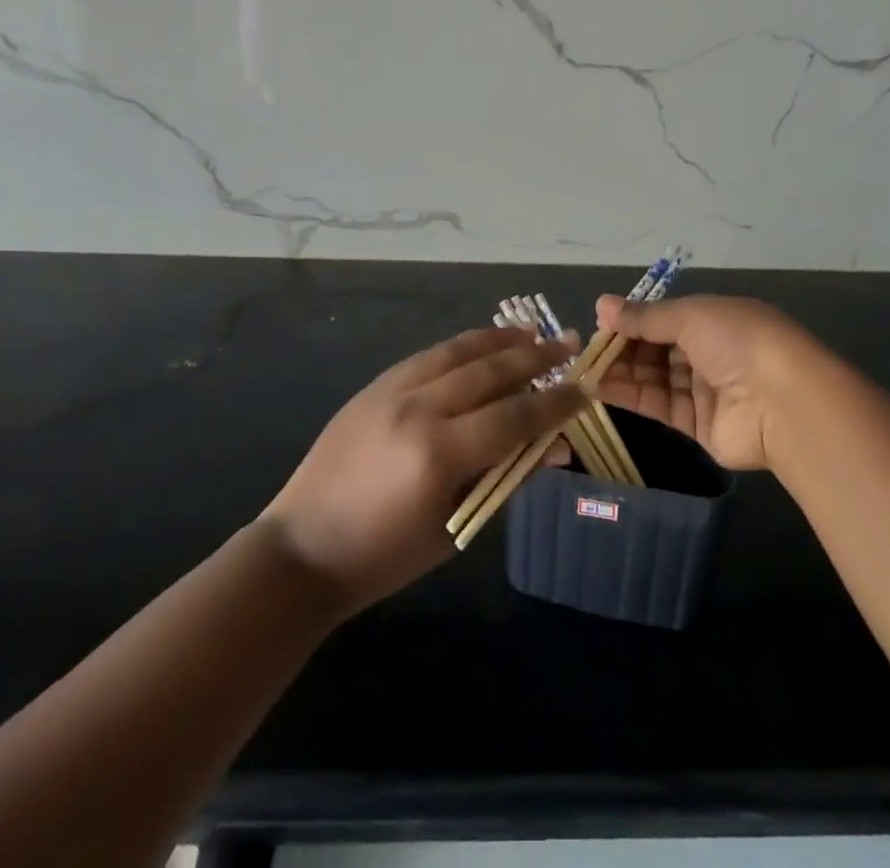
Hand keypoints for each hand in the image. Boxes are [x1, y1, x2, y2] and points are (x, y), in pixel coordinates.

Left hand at [261, 328, 585, 612]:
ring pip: (458, 351)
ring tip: (532, 333)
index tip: (586, 389)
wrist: (303, 547)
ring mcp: (392, 390)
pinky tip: (482, 344)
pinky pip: (430, 355)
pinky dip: (462, 346)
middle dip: (535, 358)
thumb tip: (557, 449)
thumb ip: (506, 479)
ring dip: (499, 340)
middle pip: (490, 372)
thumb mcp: (455, 526)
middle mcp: (418, 409)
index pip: (514, 417)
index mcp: (439, 454)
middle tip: (569, 344)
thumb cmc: (384, 556)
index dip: (555, 403)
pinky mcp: (375, 385)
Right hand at [591, 294, 825, 472]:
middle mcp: (710, 352)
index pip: (665, 317)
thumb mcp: (690, 316)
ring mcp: (705, 389)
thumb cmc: (738, 342)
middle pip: (657, 347)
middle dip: (623, 345)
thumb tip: (601, 305)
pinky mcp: (698, 424)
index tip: (601, 321)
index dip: (634, 318)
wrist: (783, 404)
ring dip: (621, 370)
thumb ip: (644, 316)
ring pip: (654, 376)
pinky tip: (598, 387)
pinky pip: (658, 405)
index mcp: (715, 319)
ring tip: (585, 367)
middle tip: (588, 347)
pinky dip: (629, 395)